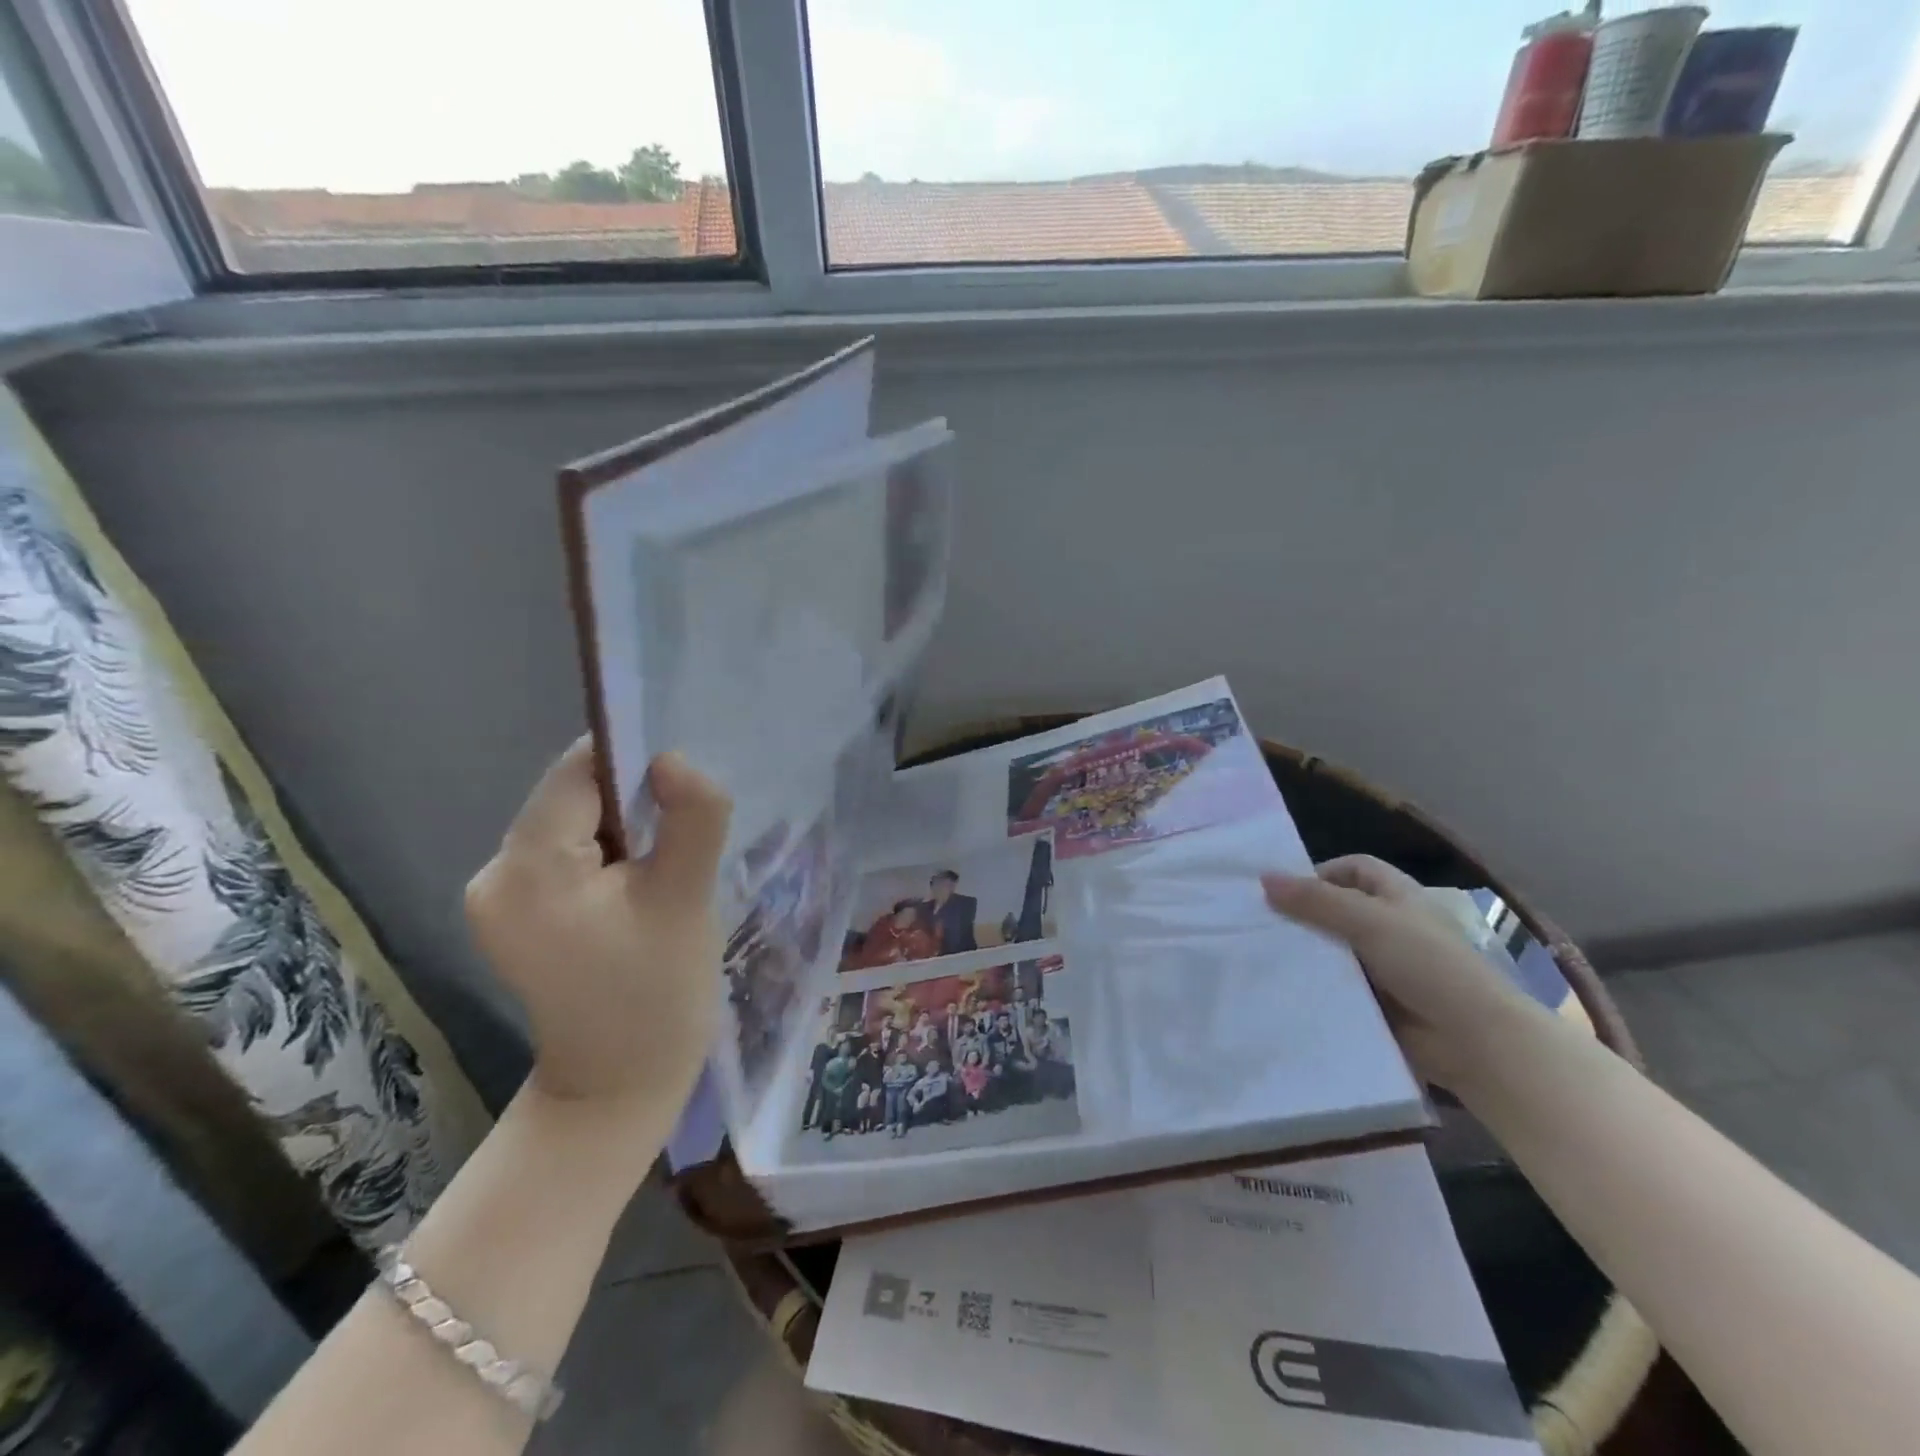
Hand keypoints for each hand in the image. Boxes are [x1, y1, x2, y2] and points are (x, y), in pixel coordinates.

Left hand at [467, 739, 730, 1113]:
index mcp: (528, 869)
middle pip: (572, 796)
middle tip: (681, 843)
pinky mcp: (511, 912)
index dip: (634, 762)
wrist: (618, 1089)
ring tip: (663, 873)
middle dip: (632, 804)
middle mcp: (494, 873)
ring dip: (623, 831)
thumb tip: (673, 758)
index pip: (578, 772)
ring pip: (571, 823)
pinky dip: (605, 855)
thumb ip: (690, 818)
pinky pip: (564, 853)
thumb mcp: (688, 899)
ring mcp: (495, 896)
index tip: (684, 789)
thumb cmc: (659, 994)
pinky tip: (636, 890)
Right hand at [1262, 855, 1540, 1090]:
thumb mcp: (1369, 922)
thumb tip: (1264, 878)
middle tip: (1256, 924)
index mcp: (1397, 897)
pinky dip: (1315, 987)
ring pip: (1333, 951)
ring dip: (1305, 954)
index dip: (1321, 872)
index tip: (1283, 890)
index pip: (1354, 869)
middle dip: (1302, 916)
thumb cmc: (1429, 965)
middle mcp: (1390, 927)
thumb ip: (1316, 901)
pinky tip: (1282, 990)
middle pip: (1336, 910)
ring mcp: (1383, 967)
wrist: (1476, 1041)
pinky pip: (1337, 988)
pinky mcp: (1376, 1002)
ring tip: (1259, 957)